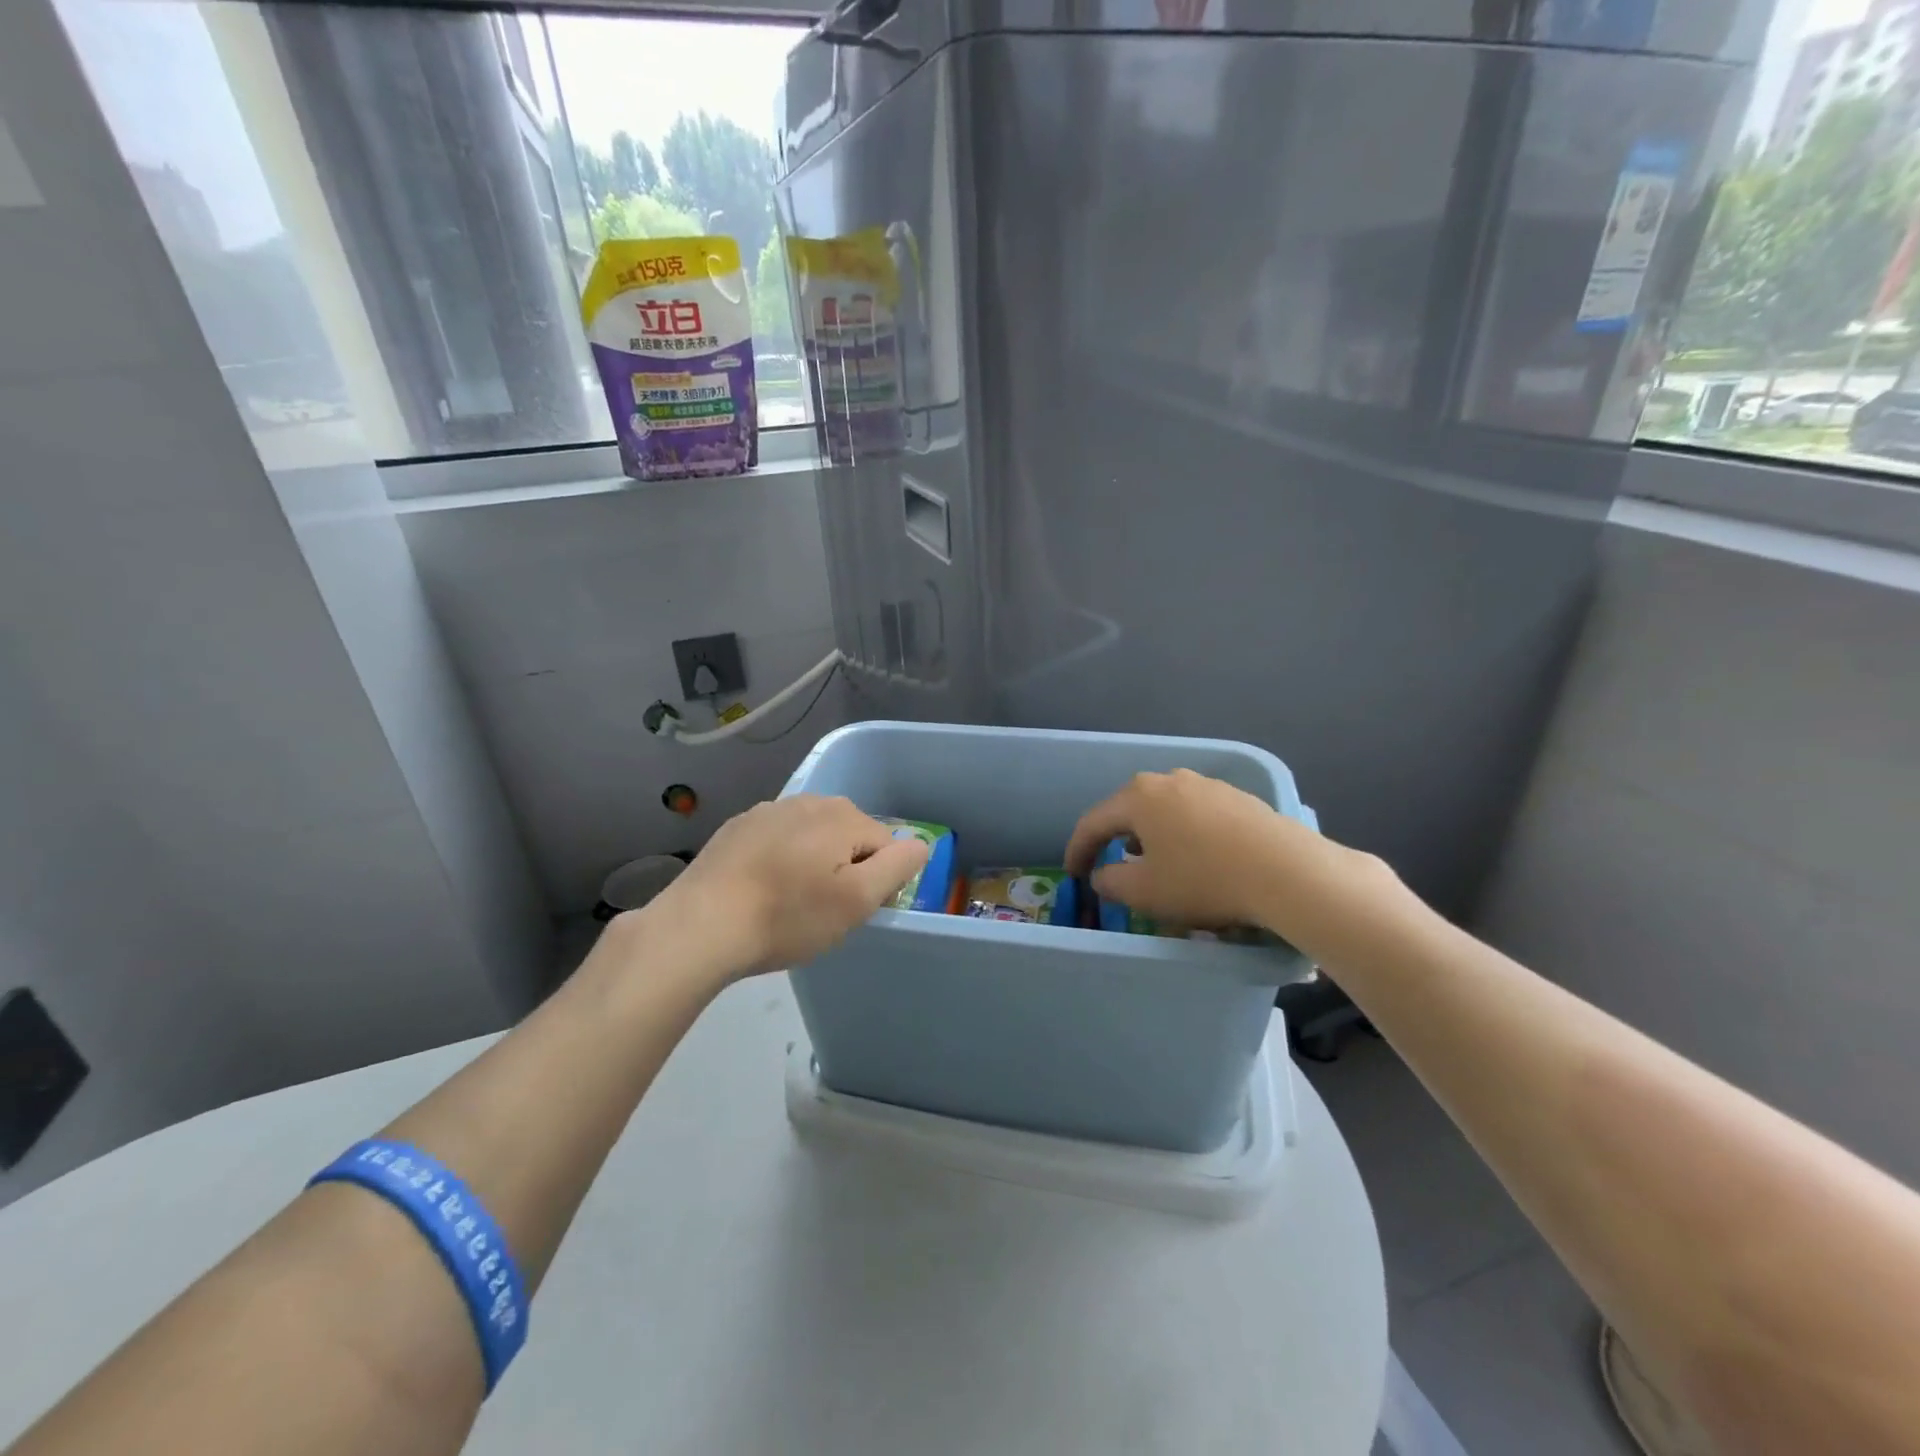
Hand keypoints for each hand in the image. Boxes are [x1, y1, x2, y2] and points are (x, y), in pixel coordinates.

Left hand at [642, 795, 930, 981]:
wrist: (701, 926)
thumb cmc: (788, 917)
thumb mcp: (856, 901)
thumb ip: (897, 867)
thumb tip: (920, 843)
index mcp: (842, 816)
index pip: (884, 844)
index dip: (875, 881)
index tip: (850, 912)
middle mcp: (808, 800)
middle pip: (848, 836)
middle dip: (844, 868)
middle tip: (821, 911)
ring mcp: (767, 810)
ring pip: (811, 837)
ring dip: (811, 863)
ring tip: (789, 903)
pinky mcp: (737, 827)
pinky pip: (777, 840)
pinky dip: (779, 861)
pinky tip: (760, 891)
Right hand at [1064, 769, 1399, 954]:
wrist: (1286, 871)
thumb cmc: (1203, 880)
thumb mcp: (1144, 892)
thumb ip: (1110, 882)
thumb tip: (1103, 874)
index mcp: (1138, 797)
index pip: (1093, 822)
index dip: (1077, 850)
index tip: (1072, 874)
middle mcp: (1169, 780)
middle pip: (1129, 809)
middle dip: (1114, 838)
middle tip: (1109, 865)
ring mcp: (1206, 785)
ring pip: (1163, 809)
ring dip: (1150, 835)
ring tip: (1152, 862)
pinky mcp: (1237, 798)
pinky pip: (1194, 814)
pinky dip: (1182, 834)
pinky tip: (1194, 857)